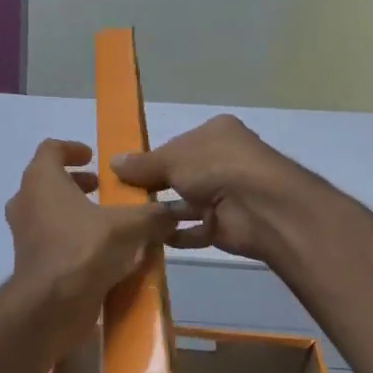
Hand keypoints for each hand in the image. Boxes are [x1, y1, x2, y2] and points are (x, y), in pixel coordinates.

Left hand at [5, 140, 175, 344]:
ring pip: (48, 212)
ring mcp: (24, 233)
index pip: (50, 149)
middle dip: (77, 183)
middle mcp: (25, 201)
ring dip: (74, 212)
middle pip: (48, 181)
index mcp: (41, 180)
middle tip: (103, 190)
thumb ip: (152, 215)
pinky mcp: (29, 261)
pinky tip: (101, 253)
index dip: (73, 149)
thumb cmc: (84, 249)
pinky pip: (51, 240)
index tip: (94, 158)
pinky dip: (72, 239)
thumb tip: (174, 212)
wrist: (51, 305)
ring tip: (107, 222)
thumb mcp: (129, 227)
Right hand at [111, 115, 317, 263]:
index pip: (178, 145)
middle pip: (182, 174)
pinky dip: (176, 234)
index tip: (125, 173)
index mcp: (216, 133)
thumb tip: (113, 162)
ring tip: (130, 221)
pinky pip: (196, 229)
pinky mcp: (228, 225)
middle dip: (155, 187)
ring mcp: (228, 194)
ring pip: (188, 203)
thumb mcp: (171, 158)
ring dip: (163, 213)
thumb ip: (142, 163)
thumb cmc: (215, 167)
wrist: (259, 207)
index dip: (153, 159)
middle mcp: (224, 161)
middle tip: (122, 199)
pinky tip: (151, 238)